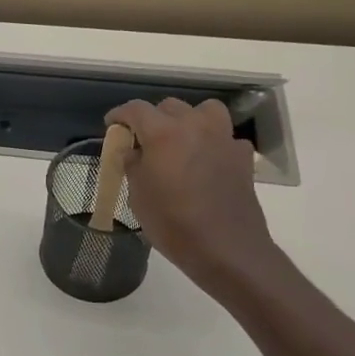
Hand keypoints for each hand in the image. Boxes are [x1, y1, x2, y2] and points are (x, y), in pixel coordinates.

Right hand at [106, 97, 280, 297]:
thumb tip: (134, 151)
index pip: (136, 109)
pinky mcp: (242, 157)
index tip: (112, 125)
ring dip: (190, 120)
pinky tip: (207, 162)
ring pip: (205, 111)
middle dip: (153, 118)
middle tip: (144, 140)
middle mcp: (195, 127)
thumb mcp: (138, 195)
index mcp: (164, 133)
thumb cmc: (173, 223)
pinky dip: (214, 143)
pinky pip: (226, 137)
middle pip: (170, 106)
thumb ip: (133, 165)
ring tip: (181, 140)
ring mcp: (223, 139)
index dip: (120, 115)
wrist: (226, 249)